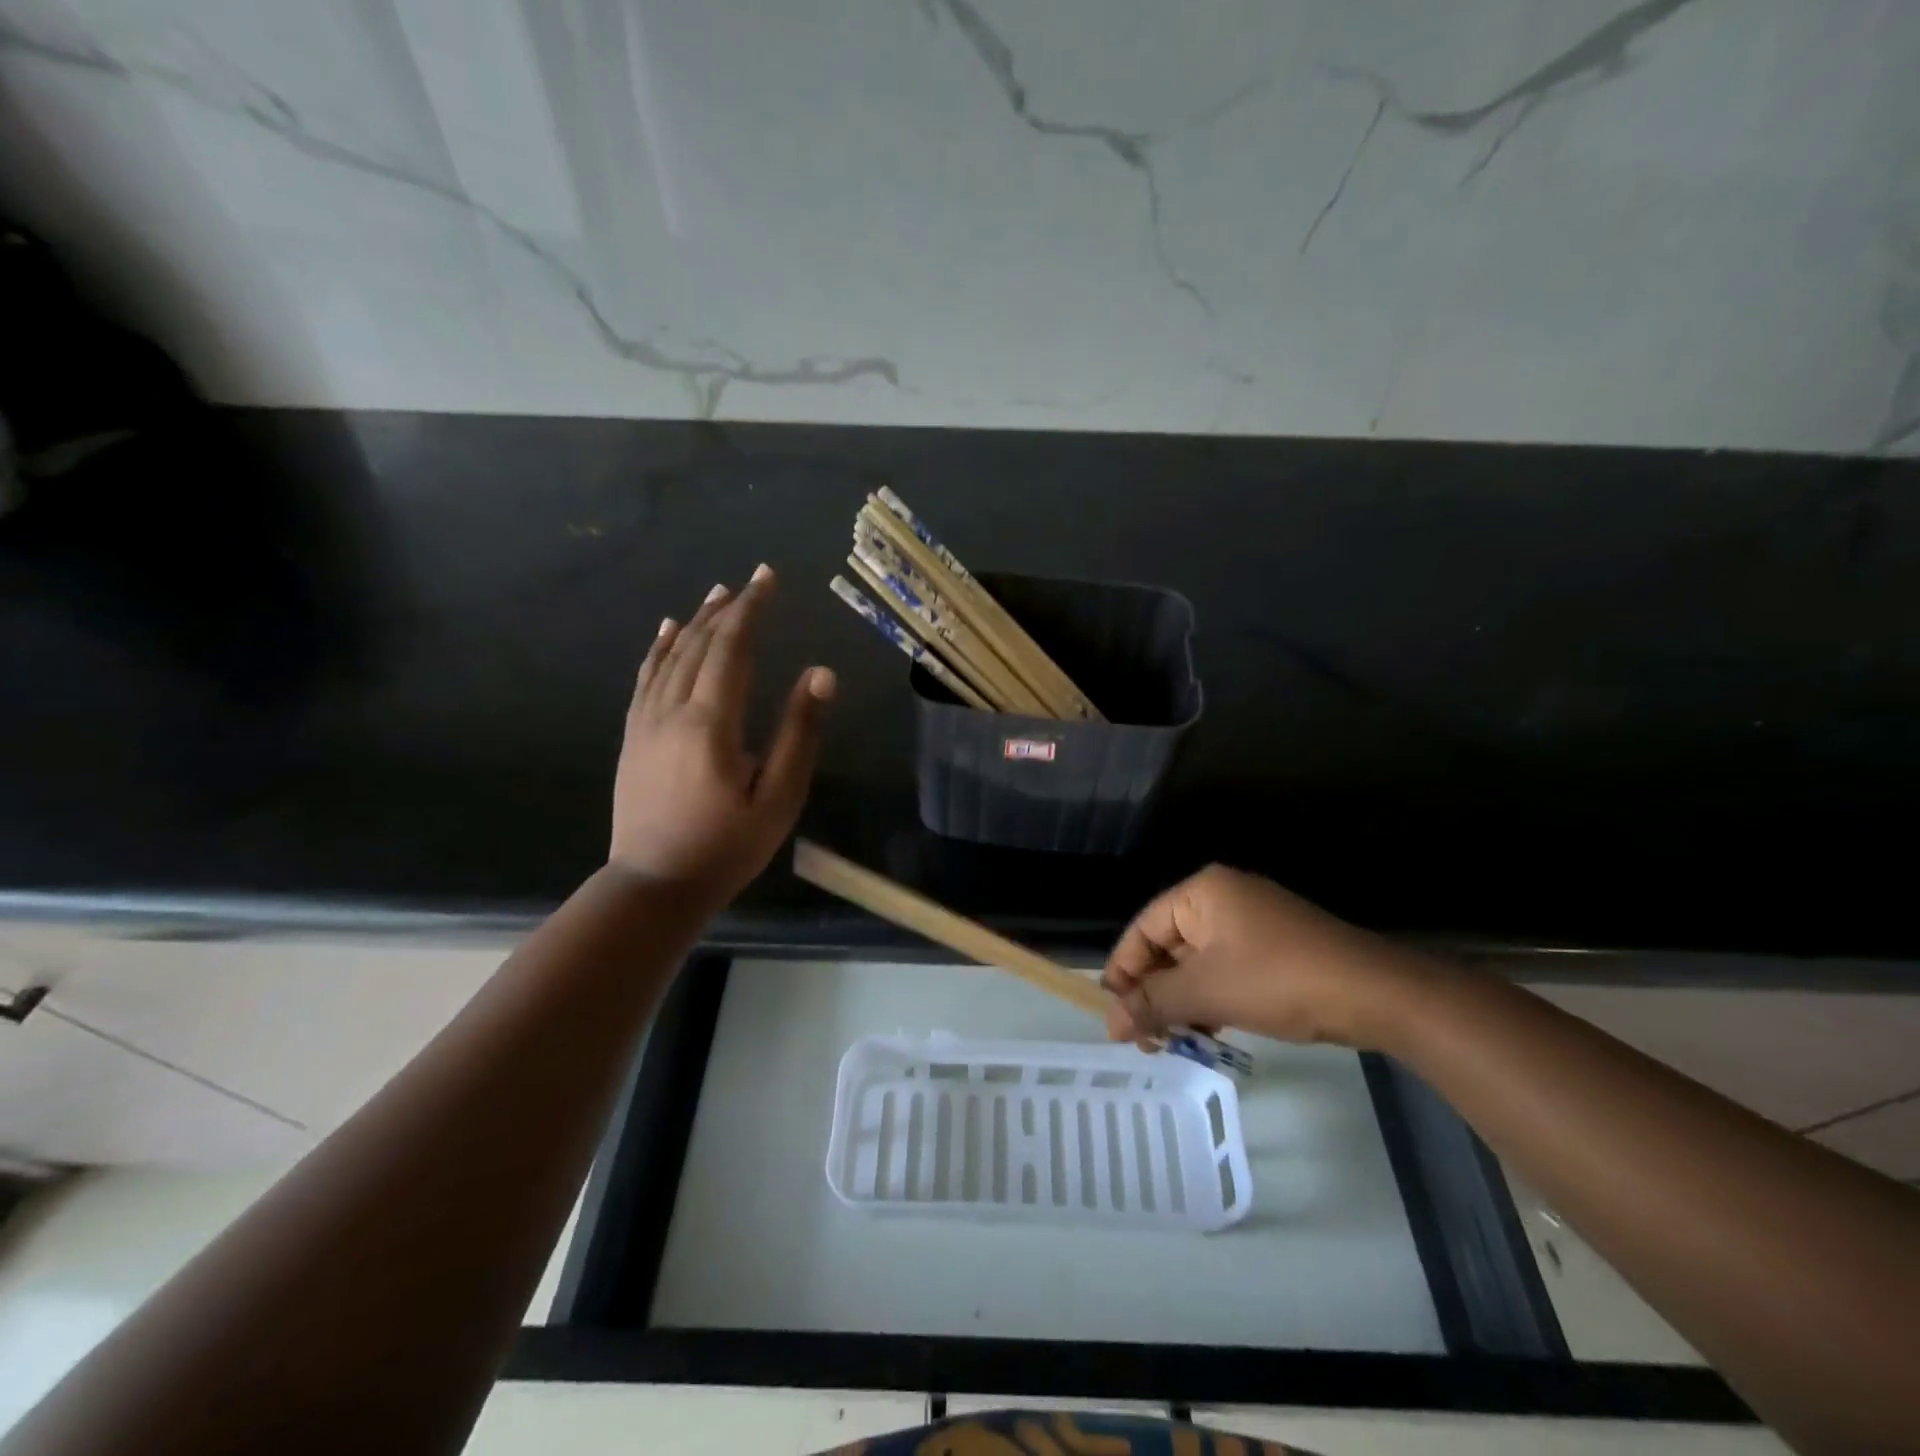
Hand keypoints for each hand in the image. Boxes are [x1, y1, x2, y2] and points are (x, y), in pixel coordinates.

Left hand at [611, 565, 834, 909]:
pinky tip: (665, 631)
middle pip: (699, 645)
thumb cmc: (727, 846)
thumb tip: (820, 673)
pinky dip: (658, 649)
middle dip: (727, 609)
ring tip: (716, 595)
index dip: (751, 610)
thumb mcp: (779, 797)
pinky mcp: (634, 736)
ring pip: (670, 656)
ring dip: (694, 622)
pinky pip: (645, 678)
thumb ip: (799, 732)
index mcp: (712, 722)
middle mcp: (673, 710)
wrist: (654, 885)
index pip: (732, 649)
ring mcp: (646, 722)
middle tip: (750, 581)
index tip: (768, 578)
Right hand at [1102, 865, 1431, 1050]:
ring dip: (1182, 1002)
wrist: (1375, 994)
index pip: (1143, 929)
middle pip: (1168, 946)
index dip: (1123, 973)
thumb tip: (1110, 1022)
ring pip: (1197, 963)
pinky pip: (1226, 970)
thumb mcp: (1207, 992)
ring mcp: (1252, 922)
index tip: (1113, 1016)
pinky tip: (1209, 1033)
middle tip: (1145, 1040)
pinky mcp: (1274, 948)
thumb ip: (1153, 1003)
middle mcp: (1222, 898)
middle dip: (1154, 993)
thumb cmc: (1279, 980)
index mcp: (1202, 892)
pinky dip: (1211, 999)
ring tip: (1174, 1044)